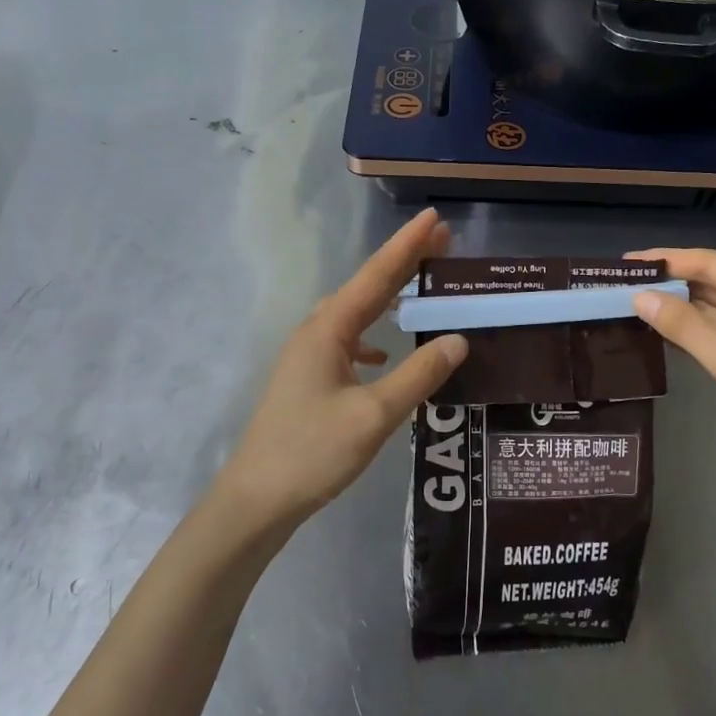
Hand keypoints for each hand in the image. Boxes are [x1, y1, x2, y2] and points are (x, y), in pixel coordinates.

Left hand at [215, 209, 467, 531]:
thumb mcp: (374, 416)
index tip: (435, 217)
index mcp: (329, 330)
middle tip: (442, 239)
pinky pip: (348, 341)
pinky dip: (372, 336)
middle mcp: (316, 332)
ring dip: (389, 296)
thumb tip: (458, 339)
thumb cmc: (313, 453)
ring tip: (421, 285)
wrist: (256, 499)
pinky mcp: (309, 378)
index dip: (408, 245)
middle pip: (367, 287)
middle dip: (404, 262)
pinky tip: (384, 354)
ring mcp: (309, 355)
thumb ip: (418, 376)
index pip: (376, 276)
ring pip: (357, 313)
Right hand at [628, 247, 715, 496]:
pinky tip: (664, 338)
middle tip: (622, 288)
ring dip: (679, 310)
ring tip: (634, 309)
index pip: (710, 262)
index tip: (626, 264)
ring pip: (715, 312)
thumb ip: (684, 326)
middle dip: (670, 284)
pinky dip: (693, 334)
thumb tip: (639, 297)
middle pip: (713, 283)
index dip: (667, 259)